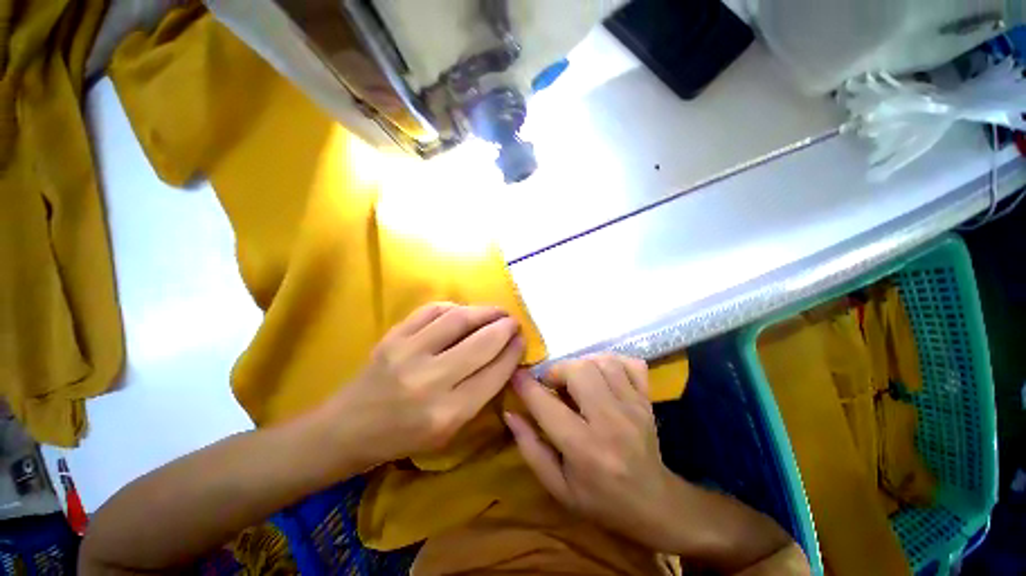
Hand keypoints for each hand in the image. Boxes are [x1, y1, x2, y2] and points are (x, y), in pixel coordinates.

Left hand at [319, 303, 524, 469]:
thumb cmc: (403, 438)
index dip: (513, 352)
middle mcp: (430, 381)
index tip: (522, 340)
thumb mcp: (449, 431)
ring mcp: (408, 353)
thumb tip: (503, 357)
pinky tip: (463, 311)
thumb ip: (479, 394)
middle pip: (482, 343)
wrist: (347, 429)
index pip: (494, 373)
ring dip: (485, 311)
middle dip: (505, 327)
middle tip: (513, 322)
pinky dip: (454, 307)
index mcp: (447, 413)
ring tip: (496, 311)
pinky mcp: (393, 336)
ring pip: (459, 319)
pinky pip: (432, 310)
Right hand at [505, 354, 677, 549]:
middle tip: (553, 384)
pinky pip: (630, 363)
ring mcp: (633, 407)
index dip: (526, 385)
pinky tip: (602, 374)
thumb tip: (510, 413)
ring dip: (582, 364)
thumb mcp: (557, 486)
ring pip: (603, 362)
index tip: (516, 376)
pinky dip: (612, 361)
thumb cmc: (600, 500)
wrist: (655, 504)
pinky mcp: (646, 400)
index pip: (547, 405)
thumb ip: (530, 448)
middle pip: (579, 371)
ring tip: (576, 380)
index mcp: (584, 449)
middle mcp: (610, 422)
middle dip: (557, 370)